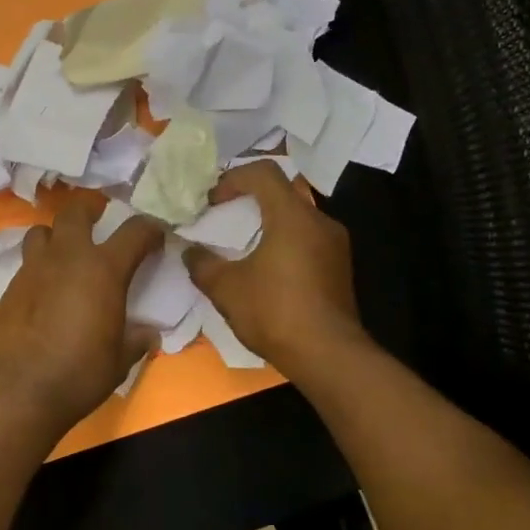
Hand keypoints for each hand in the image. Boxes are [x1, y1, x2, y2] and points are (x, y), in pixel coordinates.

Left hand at [0, 197, 162, 434]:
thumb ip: (136, 340)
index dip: (150, 229)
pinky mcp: (10, 288)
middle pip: (75, 211)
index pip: (135, 231)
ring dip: (56, 235)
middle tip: (99, 218)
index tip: (156, 236)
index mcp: (103, 269)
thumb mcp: (120, 360)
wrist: (21, 389)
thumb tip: (148, 334)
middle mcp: (67, 258)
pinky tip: (44, 290)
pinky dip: (39, 267)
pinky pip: (26, 263)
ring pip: (41, 231)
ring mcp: (33, 270)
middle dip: (90, 209)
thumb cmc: (80, 373)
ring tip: (65, 252)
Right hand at [182, 160, 362, 373]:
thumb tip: (190, 251)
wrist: (327, 356)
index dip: (233, 178)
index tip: (212, 201)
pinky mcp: (339, 268)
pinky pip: (307, 241)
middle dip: (249, 201)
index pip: (263, 172)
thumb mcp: (226, 288)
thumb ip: (203, 264)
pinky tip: (266, 272)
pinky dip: (284, 243)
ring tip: (242, 247)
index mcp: (292, 216)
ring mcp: (335, 245)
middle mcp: (319, 222)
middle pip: (281, 193)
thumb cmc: (274, 312)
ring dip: (267, 224)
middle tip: (223, 219)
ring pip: (296, 219)